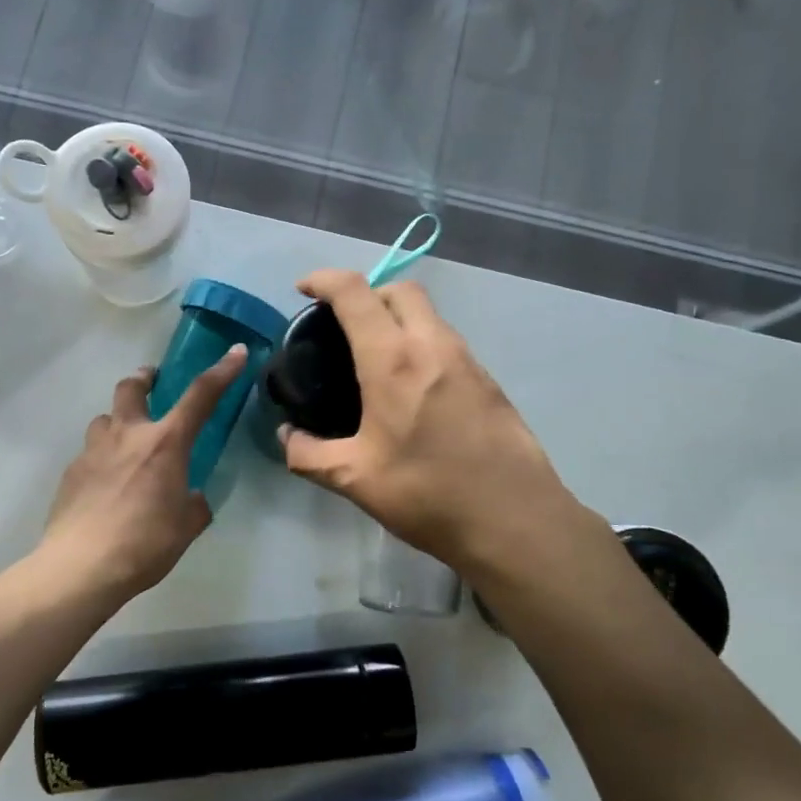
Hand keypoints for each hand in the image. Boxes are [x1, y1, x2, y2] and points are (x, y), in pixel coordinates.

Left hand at [40, 347, 248, 604]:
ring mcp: (94, 451)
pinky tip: (105, 486)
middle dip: (144, 379)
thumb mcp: (186, 526)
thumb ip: (193, 504)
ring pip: (105, 419)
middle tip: (152, 383)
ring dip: (118, 421)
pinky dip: (102, 459)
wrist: (82, 567)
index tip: (236, 352)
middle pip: (131, 387)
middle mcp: (127, 435)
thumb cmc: (145, 544)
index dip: (222, 372)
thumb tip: (191, 497)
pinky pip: (90, 453)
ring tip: (126, 443)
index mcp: (165, 443)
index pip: (200, 396)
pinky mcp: (71, 472)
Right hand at [279, 271, 594, 574]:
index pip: (355, 292)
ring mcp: (468, 361)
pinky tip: (413, 389)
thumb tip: (286, 436)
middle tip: (343, 325)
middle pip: (399, 290)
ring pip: (429, 314)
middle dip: (367, 292)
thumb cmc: (428, 494)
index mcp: (393, 360)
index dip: (323, 279)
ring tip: (375, 358)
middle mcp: (433, 346)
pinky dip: (422, 344)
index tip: (303, 289)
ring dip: (398, 318)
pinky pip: (447, 343)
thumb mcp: (354, 479)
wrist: (515, 521)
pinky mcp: (489, 381)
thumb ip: (308, 454)